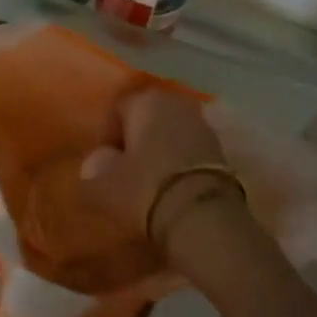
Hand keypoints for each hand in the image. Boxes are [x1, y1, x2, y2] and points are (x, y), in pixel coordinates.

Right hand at [17, 88, 240, 292]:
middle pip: (148, 119)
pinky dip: (180, 166)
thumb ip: (94, 168)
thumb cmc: (144, 188)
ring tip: (149, 183)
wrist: (202, 216)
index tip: (102, 163)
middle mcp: (176, 103)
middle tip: (125, 171)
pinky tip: (173, 189)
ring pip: (171, 134)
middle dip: (136, 141)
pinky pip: (191, 152)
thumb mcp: (103, 183)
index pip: (117, 110)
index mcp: (145, 100)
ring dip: (160, 153)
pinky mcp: (222, 151)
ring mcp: (203, 125)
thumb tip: (96, 163)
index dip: (107, 136)